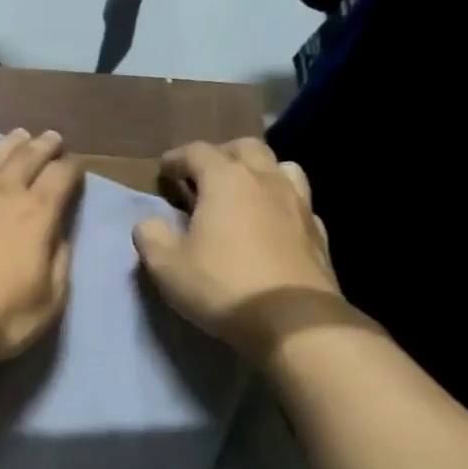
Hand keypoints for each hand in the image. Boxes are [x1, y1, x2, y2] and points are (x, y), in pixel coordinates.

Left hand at [0, 129, 83, 367]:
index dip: (73, 167)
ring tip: (19, 137)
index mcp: (36, 213)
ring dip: (9, 144)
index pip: (61, 176)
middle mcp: (1, 191)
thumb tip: (58, 235)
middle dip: (43, 146)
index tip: (77, 165)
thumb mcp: (47, 302)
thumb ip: (59, 262)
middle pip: (27, 157)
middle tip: (52, 138)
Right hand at [132, 138, 343, 364]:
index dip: (176, 158)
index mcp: (226, 180)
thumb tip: (149, 222)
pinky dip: (281, 204)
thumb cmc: (222, 286)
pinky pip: (298, 202)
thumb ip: (151, 237)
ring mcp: (298, 203)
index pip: (197, 151)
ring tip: (243, 193)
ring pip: (280, 167)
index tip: (164, 171)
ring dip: (258, 172)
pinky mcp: (318, 232)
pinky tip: (272, 224)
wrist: (293, 321)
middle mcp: (265, 180)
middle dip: (220, 155)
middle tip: (203, 177)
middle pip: (244, 148)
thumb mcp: (167, 267)